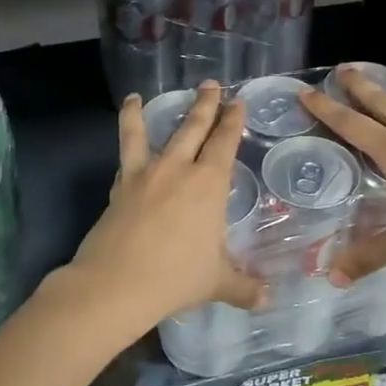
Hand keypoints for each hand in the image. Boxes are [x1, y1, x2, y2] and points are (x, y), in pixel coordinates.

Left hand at [65, 82, 264, 327]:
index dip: (233, 121)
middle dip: (205, 105)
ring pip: (150, 133)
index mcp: (208, 184)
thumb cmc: (176, 278)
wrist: (117, 283)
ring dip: (146, 112)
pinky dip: (123, 138)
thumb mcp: (217, 284)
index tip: (238, 102)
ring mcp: (145, 174)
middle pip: (193, 128)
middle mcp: (178, 169)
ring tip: (139, 96)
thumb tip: (267, 300)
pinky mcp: (120, 185)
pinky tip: (123, 136)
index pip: (225, 143)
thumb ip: (243, 288)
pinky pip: (124, 154)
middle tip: (211, 85)